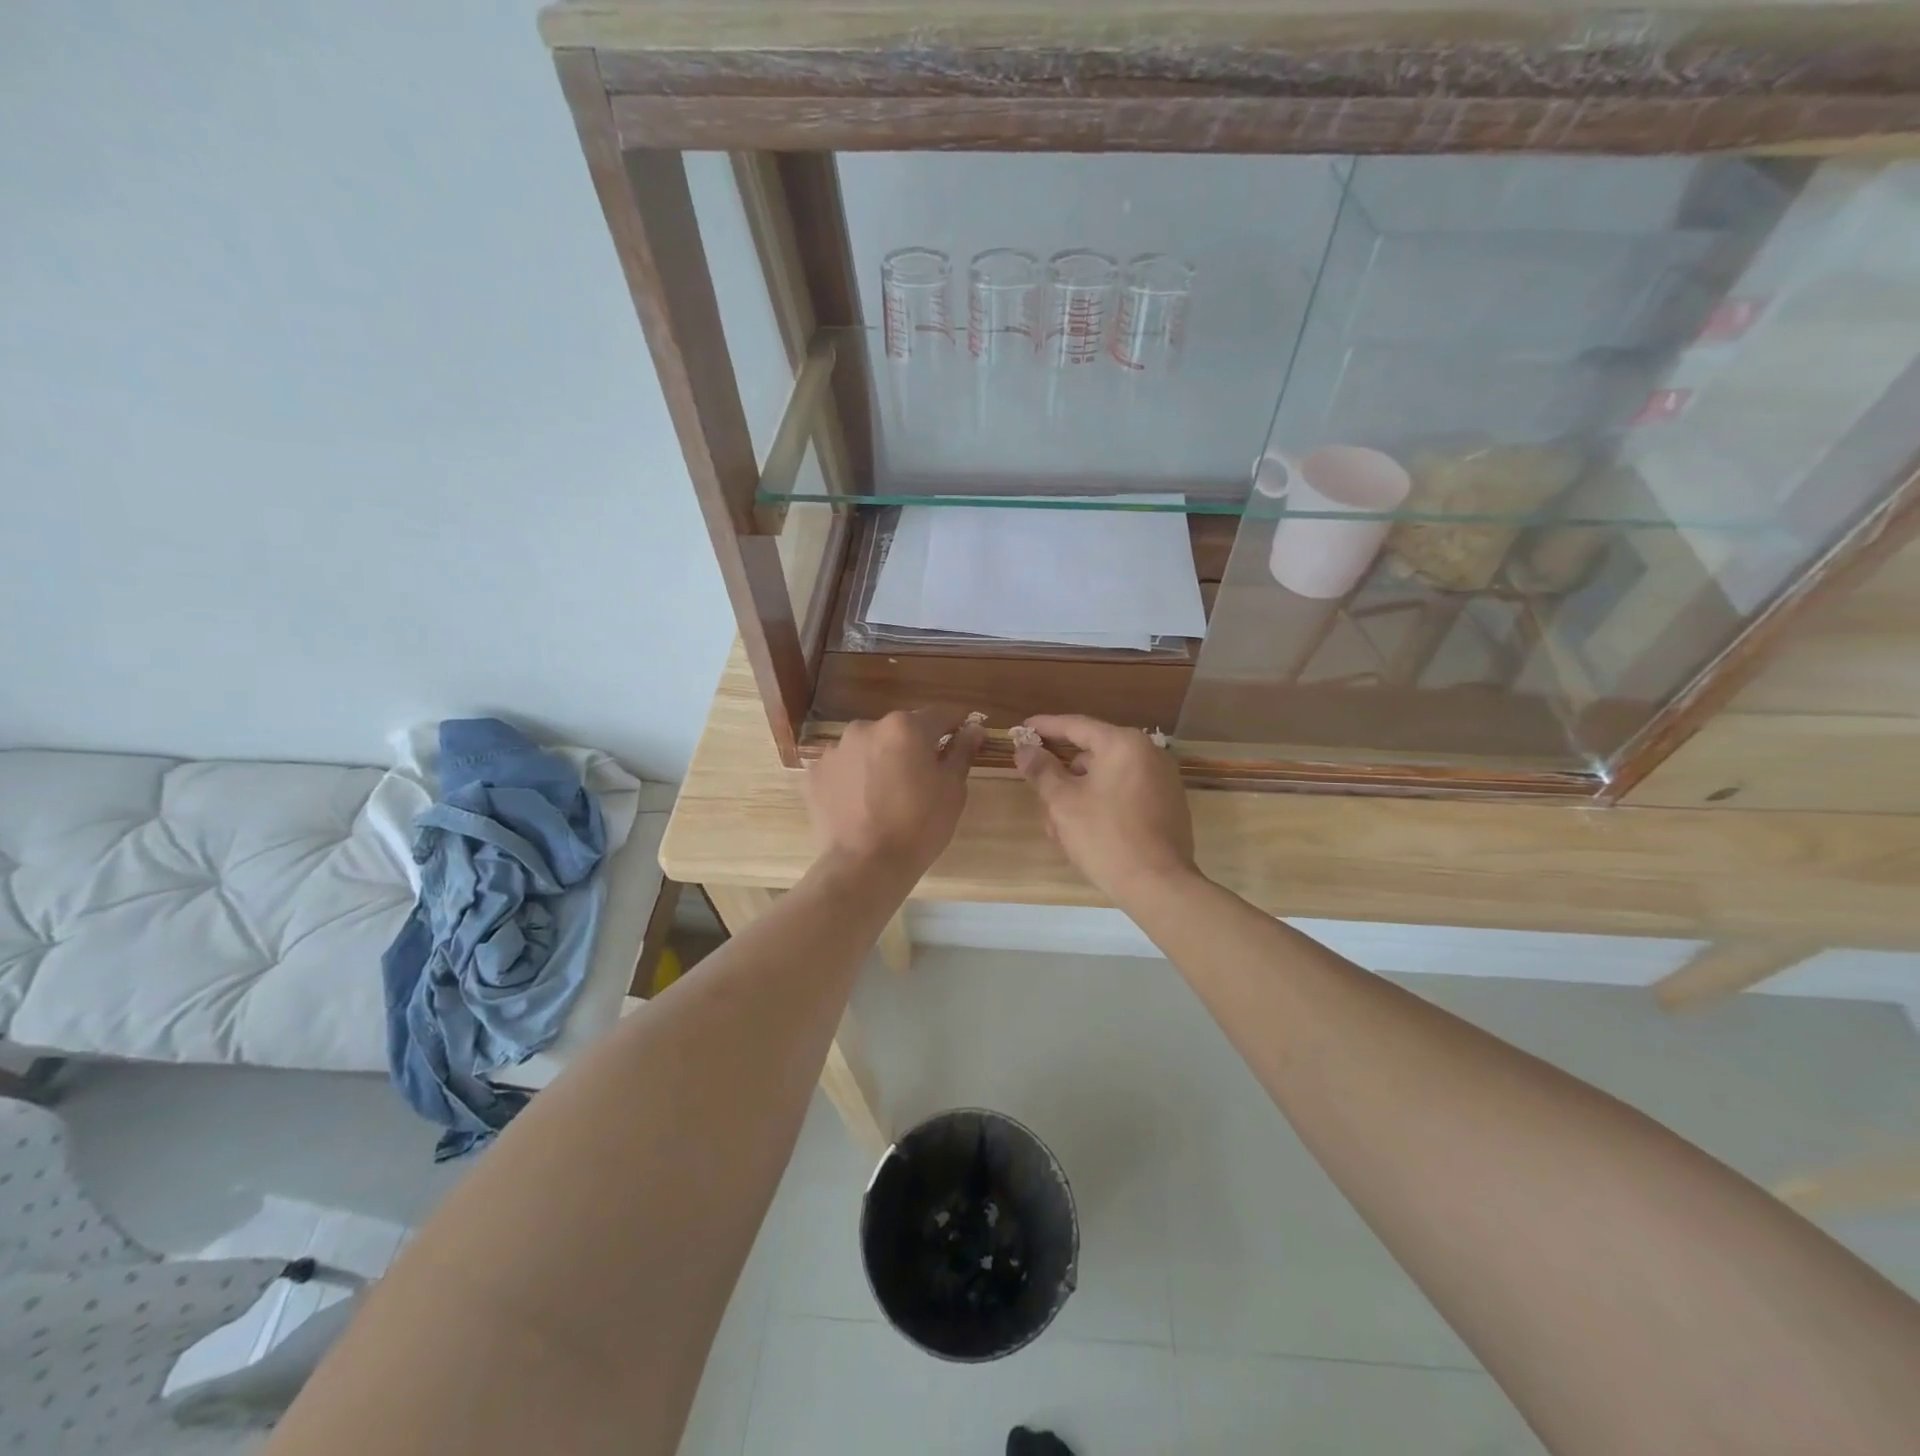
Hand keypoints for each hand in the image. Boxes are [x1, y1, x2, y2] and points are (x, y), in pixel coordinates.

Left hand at [804, 710, 983, 881]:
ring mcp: (836, 749)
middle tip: (921, 779)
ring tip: (886, 795)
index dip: (954, 727)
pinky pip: (844, 768)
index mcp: (905, 726)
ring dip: (880, 761)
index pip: (939, 715)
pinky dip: (854, 778)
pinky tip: (861, 804)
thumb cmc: (919, 826)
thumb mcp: (952, 789)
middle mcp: (866, 727)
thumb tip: (974, 727)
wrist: (864, 866)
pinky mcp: (816, 773)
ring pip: (869, 747)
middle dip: (912, 747)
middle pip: (899, 730)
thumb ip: (962, 751)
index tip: (962, 740)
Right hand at [1013, 714, 1197, 904]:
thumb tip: (1025, 750)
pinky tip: (1084, 832)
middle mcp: (1149, 753)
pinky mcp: (1168, 806)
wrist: (1158, 884)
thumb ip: (1042, 770)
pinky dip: (1103, 804)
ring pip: (1108, 778)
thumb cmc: (1105, 836)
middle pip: (1094, 754)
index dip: (1046, 727)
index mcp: (1124, 744)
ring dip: (1080, 795)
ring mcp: (1163, 780)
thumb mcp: (1063, 802)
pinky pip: (1126, 794)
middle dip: (1063, 774)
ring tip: (1058, 825)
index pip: (1077, 726)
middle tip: (1038, 788)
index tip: (1023, 729)